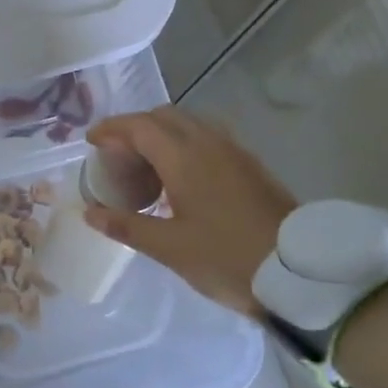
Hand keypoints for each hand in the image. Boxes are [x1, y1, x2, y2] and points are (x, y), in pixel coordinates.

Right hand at [83, 107, 295, 318]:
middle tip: (116, 154)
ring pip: (189, 125)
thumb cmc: (226, 257)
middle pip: (164, 117)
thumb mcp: (169, 247)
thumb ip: (127, 225)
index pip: (139, 126)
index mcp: (184, 157)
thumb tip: (91, 213)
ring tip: (146, 165)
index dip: (112, 129)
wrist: (296, 270)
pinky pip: (208, 138)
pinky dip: (184, 144)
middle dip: (135, 127)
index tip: (91, 141)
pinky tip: (180, 177)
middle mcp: (208, 142)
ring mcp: (233, 151)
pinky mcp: (249, 164)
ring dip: (162, 134)